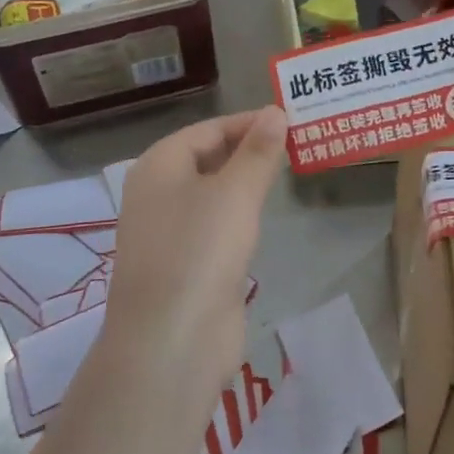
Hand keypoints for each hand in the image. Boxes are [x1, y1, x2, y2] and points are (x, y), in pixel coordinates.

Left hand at [106, 107, 287, 382]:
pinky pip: (214, 227)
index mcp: (159, 166)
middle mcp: (157, 194)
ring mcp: (168, 232)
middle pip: (207, 159)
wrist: (172, 340)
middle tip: (296, 144)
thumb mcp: (236, 193)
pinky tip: (262, 218)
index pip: (208, 130)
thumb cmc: (200, 251)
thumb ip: (258, 152)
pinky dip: (239, 216)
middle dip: (249, 150)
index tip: (290, 119)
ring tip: (286, 172)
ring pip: (212, 194)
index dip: (249, 122)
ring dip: (245, 183)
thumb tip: (276, 112)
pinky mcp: (184, 265)